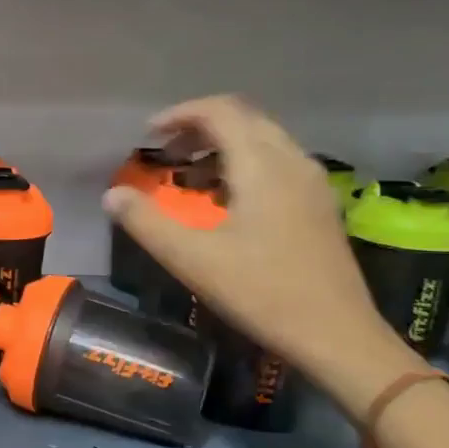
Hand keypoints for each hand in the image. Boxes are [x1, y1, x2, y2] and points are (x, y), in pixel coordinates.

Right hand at [103, 95, 411, 401]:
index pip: (220, 112)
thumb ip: (147, 222)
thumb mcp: (192, 259)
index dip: (180, 114)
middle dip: (199, 127)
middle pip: (243, 119)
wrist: (337, 335)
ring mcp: (311, 182)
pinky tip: (225, 201)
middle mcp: (291, 161)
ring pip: (262, 140)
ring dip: (221, 146)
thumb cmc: (261, 292)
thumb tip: (111, 195)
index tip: (148, 134)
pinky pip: (277, 162)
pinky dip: (244, 164)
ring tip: (188, 177)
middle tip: (165, 153)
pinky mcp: (318, 204)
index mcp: (262, 166)